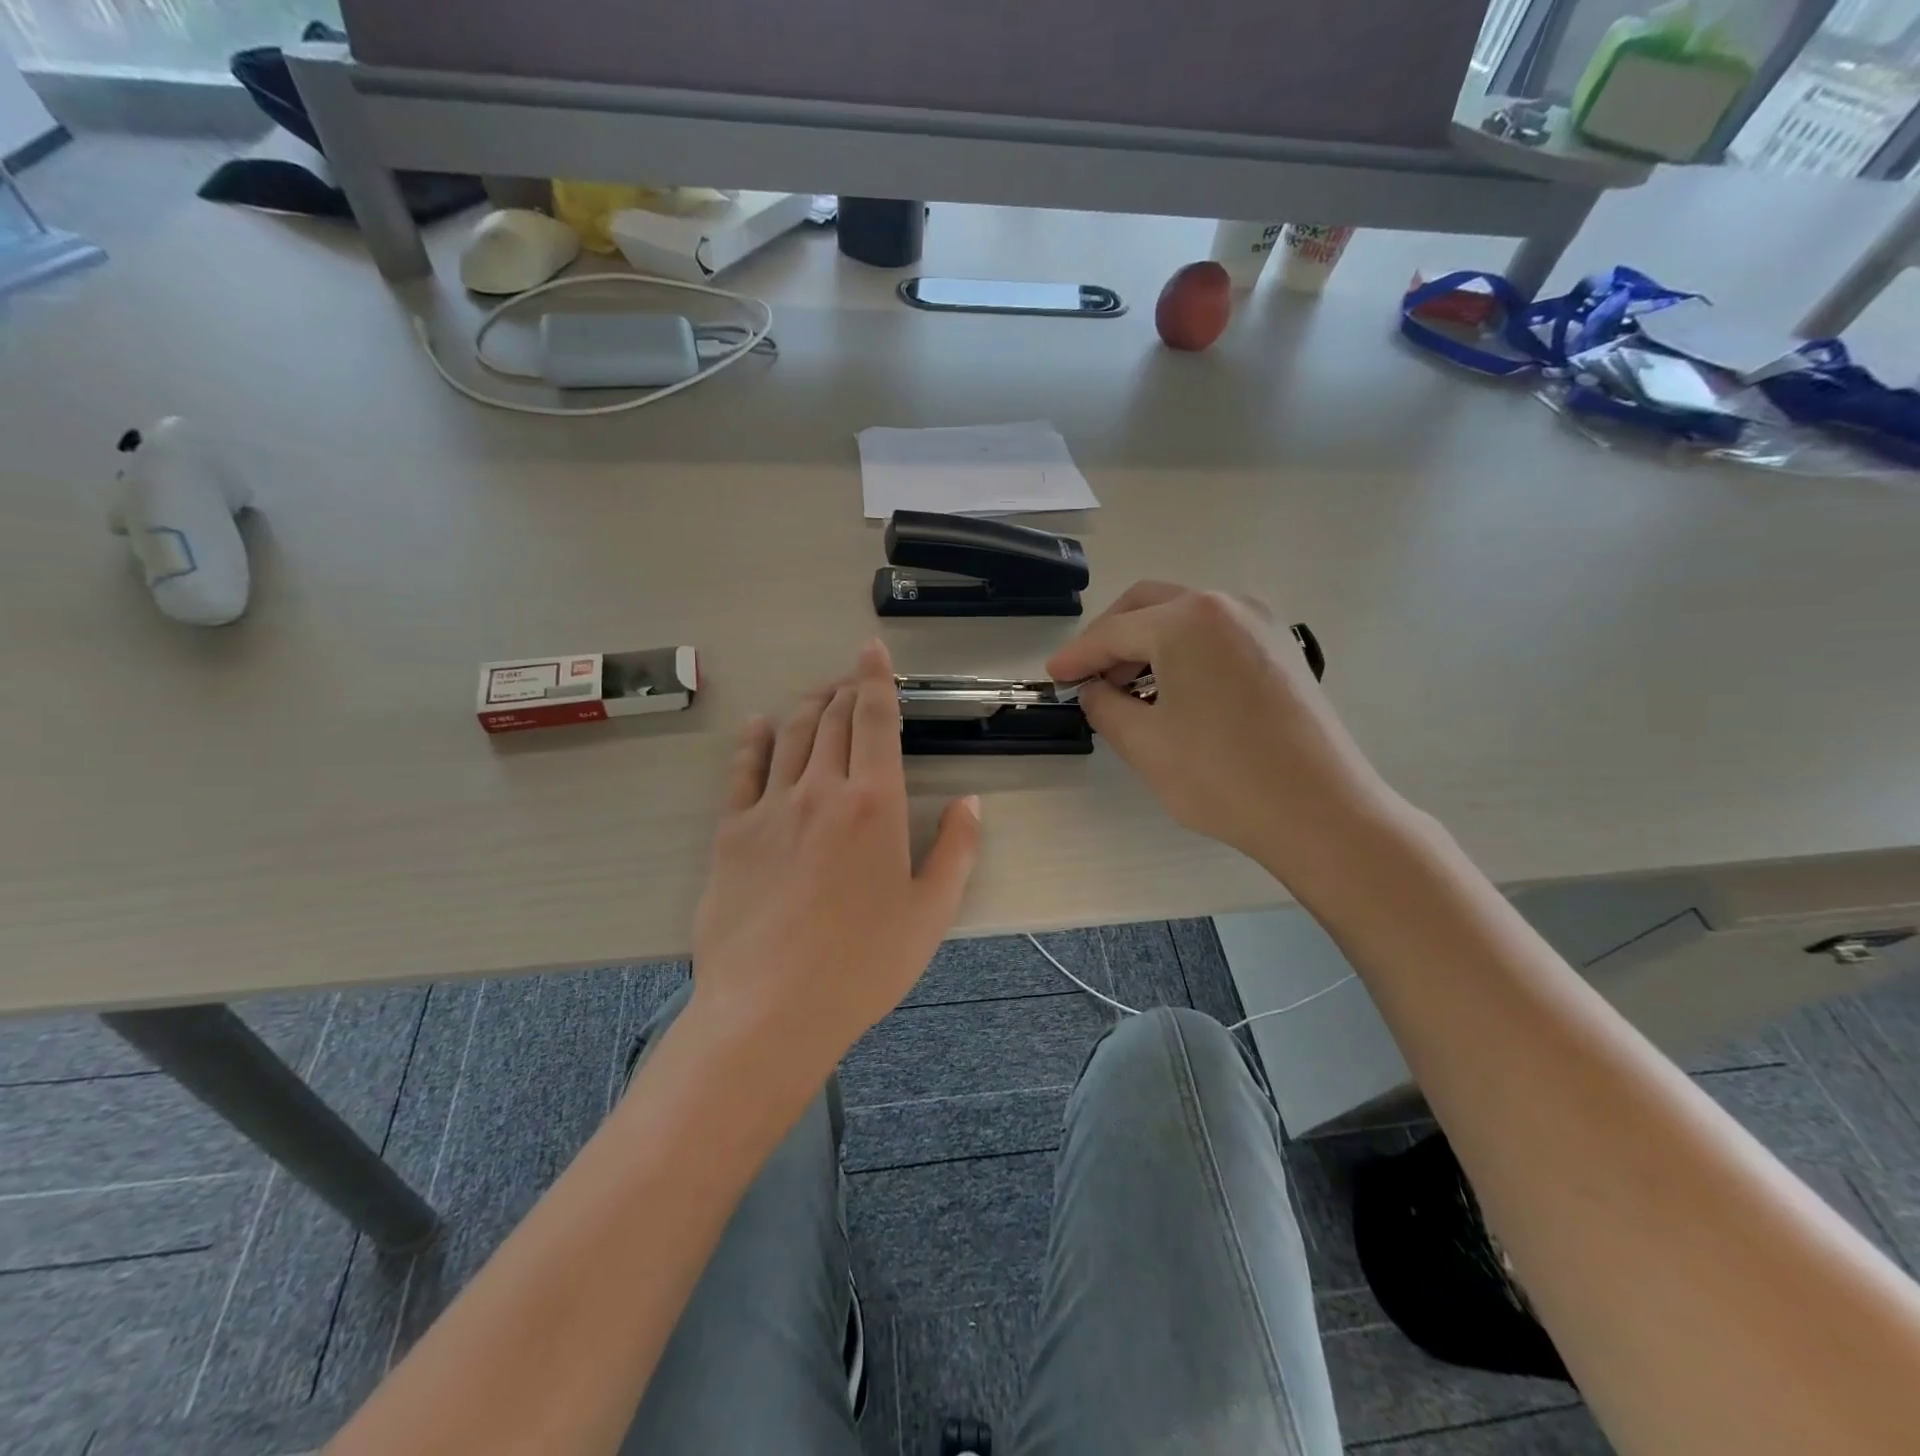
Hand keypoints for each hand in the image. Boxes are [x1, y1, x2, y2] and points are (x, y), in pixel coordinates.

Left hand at [689, 639, 981, 1076]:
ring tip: (819, 697)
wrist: (770, 1009)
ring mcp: (770, 807)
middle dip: (846, 689)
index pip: (874, 719)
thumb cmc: (863, 965)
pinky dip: (755, 740)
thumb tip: (970, 804)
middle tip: (854, 680)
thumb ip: (957, 851)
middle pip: (833, 718)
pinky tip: (761, 728)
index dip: (875, 678)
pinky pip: (743, 770)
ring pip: (790, 734)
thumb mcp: (931, 913)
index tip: (872, 651)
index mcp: (875, 803)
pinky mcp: (731, 832)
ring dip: (808, 706)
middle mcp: (821, 790)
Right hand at [1047, 582, 1402, 885]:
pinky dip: (1183, 653)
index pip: (1114, 632)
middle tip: (1087, 675)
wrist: (1320, 811)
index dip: (1077, 655)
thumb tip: (1094, 689)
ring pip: (1185, 618)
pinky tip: (1172, 691)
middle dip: (1111, 638)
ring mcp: (1262, 623)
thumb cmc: (1222, 776)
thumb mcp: (1143, 743)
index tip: (1052, 676)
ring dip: (1148, 645)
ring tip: (1126, 690)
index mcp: (1188, 619)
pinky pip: (1216, 636)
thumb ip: (1104, 706)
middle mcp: (1227, 605)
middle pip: (1150, 606)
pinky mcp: (1282, 648)